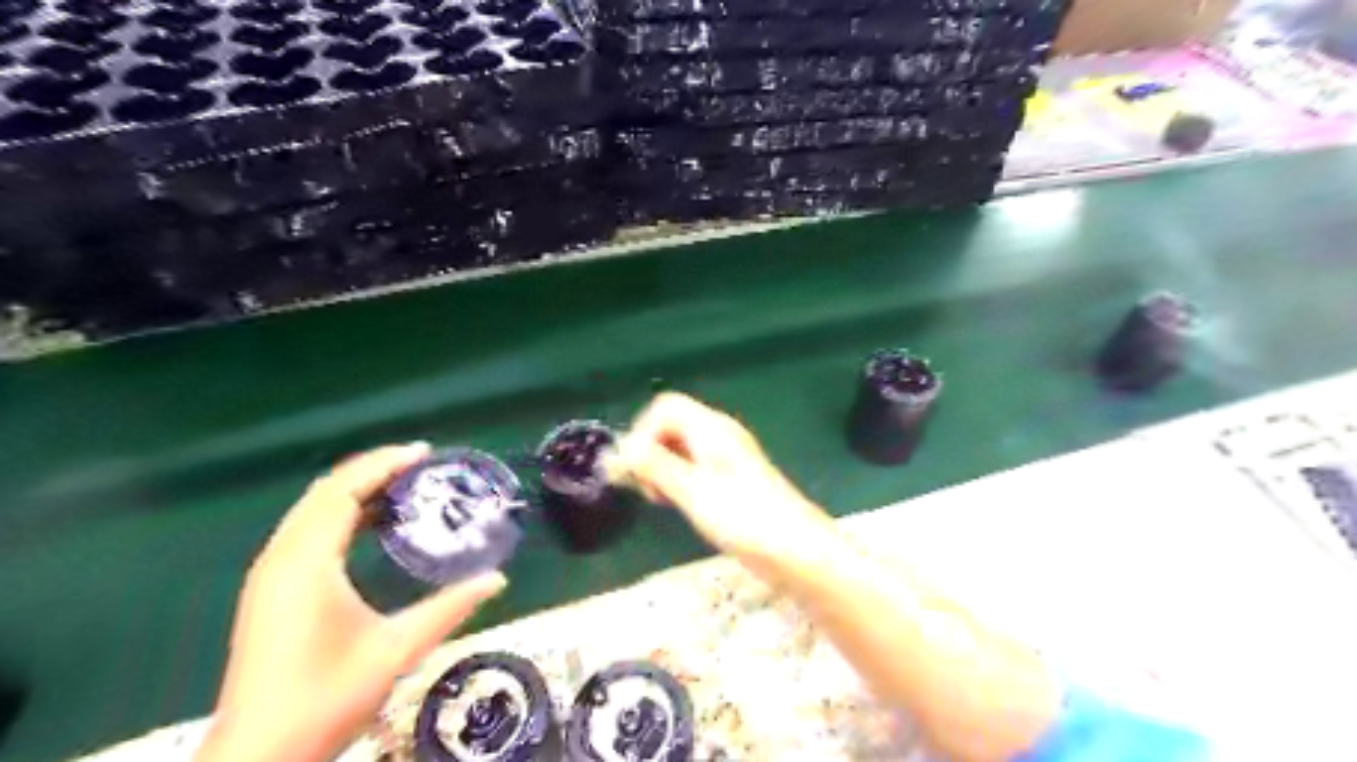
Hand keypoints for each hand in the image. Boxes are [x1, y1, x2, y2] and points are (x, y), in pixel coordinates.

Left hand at [197, 443, 501, 758]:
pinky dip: (339, 514)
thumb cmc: (326, 698)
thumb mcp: (397, 650)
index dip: (382, 464)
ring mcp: (270, 576)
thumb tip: (498, 580)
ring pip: (311, 511)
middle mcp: (281, 559)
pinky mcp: (270, 592)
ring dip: (354, 491)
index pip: (342, 491)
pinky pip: (306, 531)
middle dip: (371, 470)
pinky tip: (370, 525)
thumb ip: (450, 608)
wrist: (259, 756)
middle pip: (324, 493)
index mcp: (306, 563)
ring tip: (402, 486)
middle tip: (420, 466)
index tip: (423, 452)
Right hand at [612, 395, 826, 568]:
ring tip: (659, 498)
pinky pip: (691, 464)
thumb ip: (656, 466)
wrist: (797, 550)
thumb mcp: (694, 492)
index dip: (643, 432)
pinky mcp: (729, 479)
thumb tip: (620, 450)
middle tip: (647, 488)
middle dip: (649, 450)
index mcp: (712, 429)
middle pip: (670, 424)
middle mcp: (718, 435)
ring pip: (679, 446)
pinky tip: (676, 502)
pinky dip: (676, 477)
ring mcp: (725, 457)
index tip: (635, 469)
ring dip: (660, 466)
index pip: (665, 407)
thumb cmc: (746, 519)